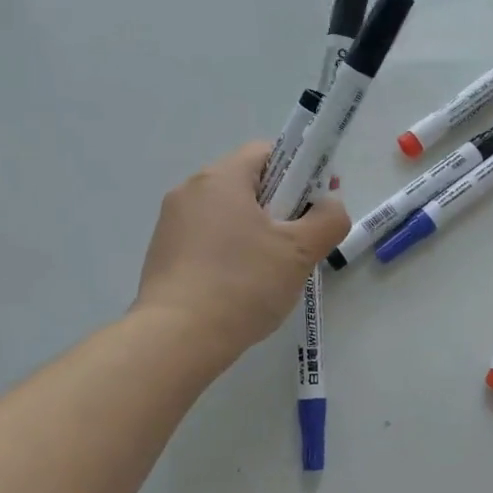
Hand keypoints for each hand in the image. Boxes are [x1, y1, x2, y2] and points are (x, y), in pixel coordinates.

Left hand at [134, 143, 349, 364]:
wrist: (176, 340)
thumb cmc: (243, 284)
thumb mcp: (300, 252)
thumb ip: (328, 219)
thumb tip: (329, 204)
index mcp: (222, 178)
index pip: (268, 152)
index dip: (299, 172)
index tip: (314, 204)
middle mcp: (191, 190)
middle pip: (248, 183)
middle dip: (279, 207)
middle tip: (298, 243)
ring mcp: (171, 223)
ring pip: (228, 214)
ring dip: (255, 232)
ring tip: (271, 272)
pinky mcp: (162, 254)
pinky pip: (207, 239)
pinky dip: (229, 252)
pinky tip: (240, 287)